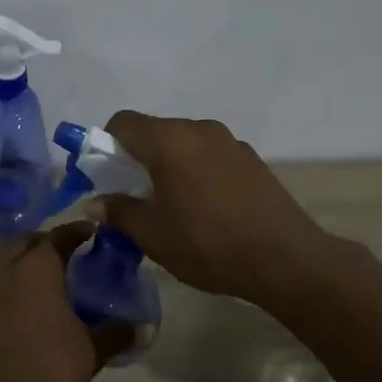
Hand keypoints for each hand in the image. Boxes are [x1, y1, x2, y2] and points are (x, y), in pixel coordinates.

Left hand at [0, 222, 129, 381]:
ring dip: (26, 272)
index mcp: (38, 268)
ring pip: (8, 269)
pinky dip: (10, 297)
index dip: (76, 231)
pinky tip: (23, 318)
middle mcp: (7, 270)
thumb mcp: (91, 351)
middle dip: (48, 246)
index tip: (91, 233)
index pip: (59, 235)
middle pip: (28, 245)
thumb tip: (143, 328)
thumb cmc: (47, 363)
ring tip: (48, 290)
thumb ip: (116, 335)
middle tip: (70, 259)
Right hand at [93, 111, 348, 310]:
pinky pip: (210, 155)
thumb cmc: (208, 243)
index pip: (124, 122)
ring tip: (172, 205)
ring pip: (184, 143)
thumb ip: (119, 212)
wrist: (285, 259)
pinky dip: (196, 171)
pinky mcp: (252, 159)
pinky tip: (205, 208)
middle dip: (137, 157)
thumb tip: (95, 203)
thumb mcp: (153, 235)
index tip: (106, 175)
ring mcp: (230, 142)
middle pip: (155, 131)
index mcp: (170, 141)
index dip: (106, 143)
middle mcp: (199, 130)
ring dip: (169, 165)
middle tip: (134, 196)